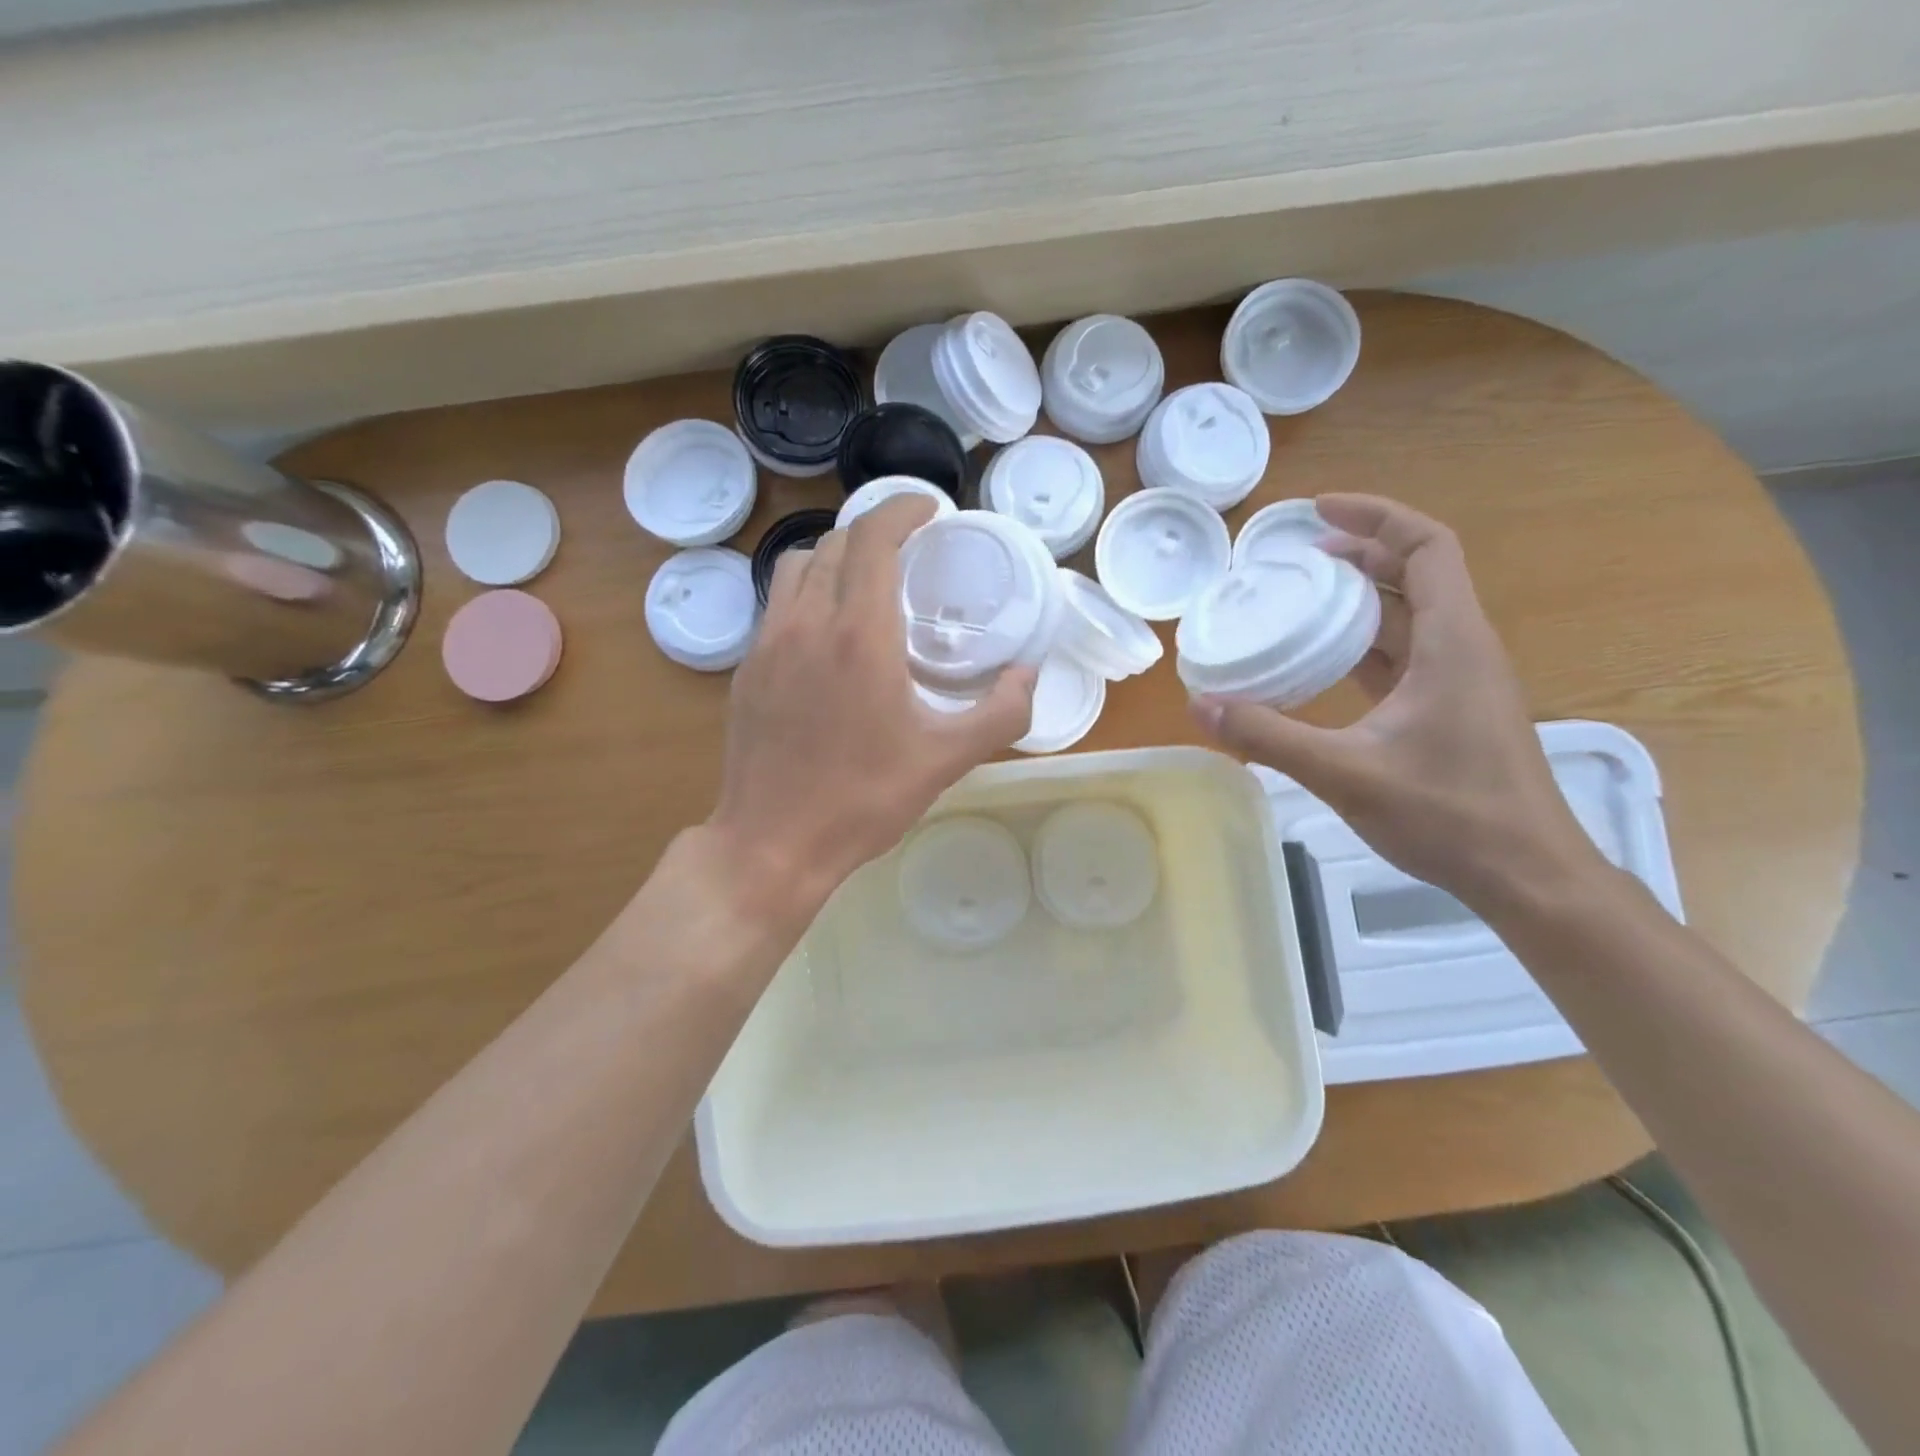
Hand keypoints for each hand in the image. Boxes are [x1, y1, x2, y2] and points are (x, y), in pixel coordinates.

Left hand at [707, 497, 1036, 921]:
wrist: (772, 842)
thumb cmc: (863, 799)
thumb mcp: (946, 759)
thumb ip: (1000, 712)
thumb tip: (1028, 674)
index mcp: (858, 634)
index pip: (875, 537)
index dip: (902, 508)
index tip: (930, 508)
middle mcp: (807, 623)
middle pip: (837, 543)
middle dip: (876, 531)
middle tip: (911, 551)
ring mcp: (768, 644)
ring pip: (798, 567)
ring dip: (837, 557)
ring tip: (867, 583)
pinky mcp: (748, 669)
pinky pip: (778, 605)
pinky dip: (809, 593)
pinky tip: (829, 634)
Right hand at [1190, 494, 1603, 911]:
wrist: (1526, 874)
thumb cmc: (1449, 815)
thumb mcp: (1345, 772)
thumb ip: (1268, 736)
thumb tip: (1200, 706)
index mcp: (1452, 642)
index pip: (1426, 547)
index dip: (1376, 517)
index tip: (1318, 512)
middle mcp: (1462, 649)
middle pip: (1417, 574)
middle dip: (1359, 554)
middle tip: (1297, 557)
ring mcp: (1459, 682)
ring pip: (1409, 617)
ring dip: (1360, 601)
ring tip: (1301, 601)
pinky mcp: (1449, 712)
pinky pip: (1403, 657)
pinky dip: (1363, 646)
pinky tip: (1321, 664)